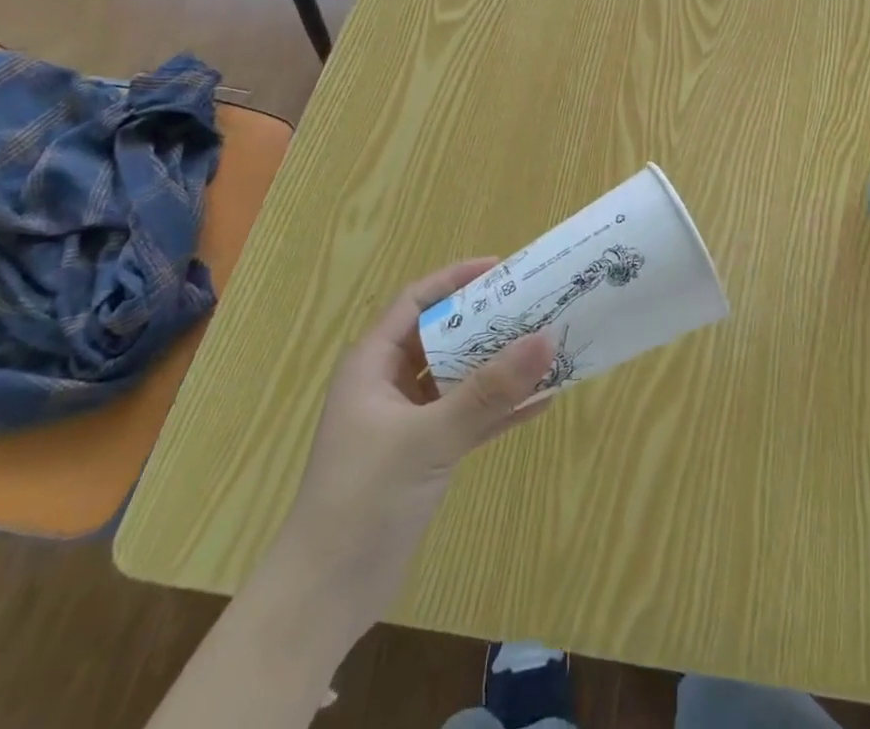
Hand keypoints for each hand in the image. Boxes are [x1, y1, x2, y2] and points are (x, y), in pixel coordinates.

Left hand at [260, 258, 554, 634]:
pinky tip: (542, 403)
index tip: (502, 269)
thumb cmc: (362, 500)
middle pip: (444, 336)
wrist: (323, 600)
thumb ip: (488, 391)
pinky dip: (500, 410)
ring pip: (460, 377)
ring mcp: (407, 421)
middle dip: (488, 322)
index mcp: (372, 365)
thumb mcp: (428, 438)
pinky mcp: (424, 455)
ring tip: (547, 348)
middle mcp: (389, 385)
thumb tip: (546, 338)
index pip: (416, 302)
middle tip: (535, 305)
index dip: (456, 279)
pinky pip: (469, 417)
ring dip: (499, 366)